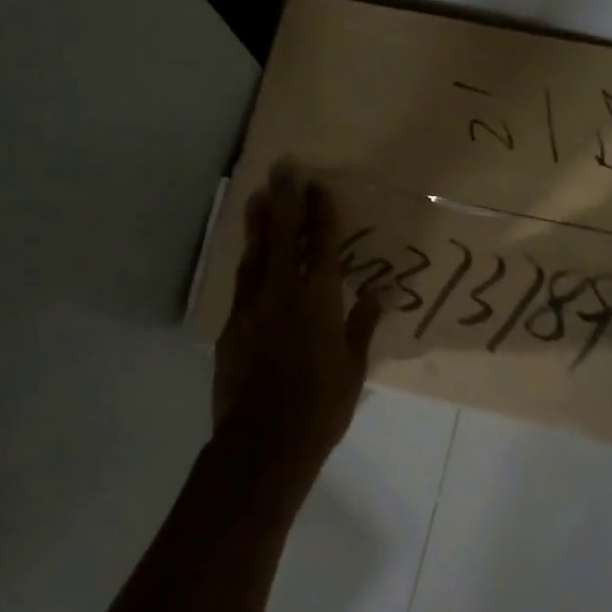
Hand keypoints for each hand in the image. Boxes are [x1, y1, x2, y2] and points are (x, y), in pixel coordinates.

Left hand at [213, 163, 384, 492]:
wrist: (262, 445)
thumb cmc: (320, 407)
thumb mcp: (353, 366)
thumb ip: (363, 322)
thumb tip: (381, 289)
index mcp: (317, 300)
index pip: (320, 243)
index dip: (320, 212)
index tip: (318, 184)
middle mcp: (281, 293)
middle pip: (282, 235)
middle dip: (284, 198)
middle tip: (282, 167)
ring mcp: (251, 307)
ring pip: (254, 253)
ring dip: (258, 222)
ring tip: (258, 195)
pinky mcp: (230, 326)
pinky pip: (242, 283)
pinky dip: (248, 262)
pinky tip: (250, 254)